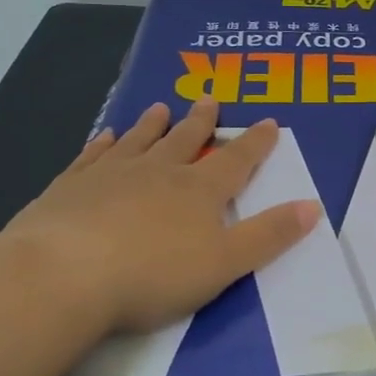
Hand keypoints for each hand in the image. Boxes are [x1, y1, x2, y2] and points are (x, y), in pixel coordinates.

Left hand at [3, 97, 319, 335]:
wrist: (62, 276)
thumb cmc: (152, 275)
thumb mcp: (225, 263)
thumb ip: (269, 235)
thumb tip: (313, 206)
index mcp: (199, 192)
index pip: (235, 160)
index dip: (255, 143)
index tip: (267, 121)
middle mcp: (158, 173)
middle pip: (185, 140)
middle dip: (201, 122)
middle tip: (209, 99)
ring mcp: (110, 176)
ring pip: (139, 141)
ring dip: (153, 125)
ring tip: (160, 107)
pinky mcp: (69, 188)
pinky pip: (92, 157)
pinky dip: (103, 144)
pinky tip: (105, 136)